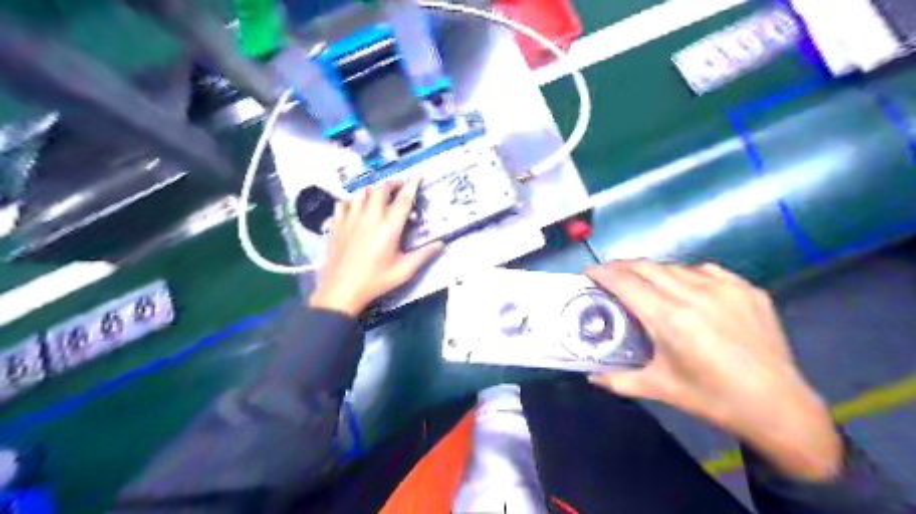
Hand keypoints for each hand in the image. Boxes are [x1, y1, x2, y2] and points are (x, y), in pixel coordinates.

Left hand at [309, 177, 445, 316]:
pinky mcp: (336, 224)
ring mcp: (350, 219)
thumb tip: (441, 244)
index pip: (403, 199)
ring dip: (373, 191)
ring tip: (379, 196)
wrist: (341, 290)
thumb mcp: (404, 271)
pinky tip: (356, 208)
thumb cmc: (375, 281)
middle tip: (400, 187)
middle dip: (393, 184)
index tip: (418, 176)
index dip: (412, 185)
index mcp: (389, 227)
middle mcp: (370, 217)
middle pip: (381, 189)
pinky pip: (343, 203)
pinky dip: (352, 201)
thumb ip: (423, 255)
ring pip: (362, 193)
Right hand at [591, 261, 839, 481]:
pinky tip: (684, 287)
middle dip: (621, 266)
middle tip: (608, 274)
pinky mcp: (747, 290)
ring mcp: (725, 288)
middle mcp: (695, 295)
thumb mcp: (660, 389)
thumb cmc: (712, 399)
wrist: (778, 407)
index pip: (626, 283)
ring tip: (642, 281)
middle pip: (647, 267)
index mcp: (670, 319)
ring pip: (675, 267)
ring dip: (652, 271)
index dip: (603, 273)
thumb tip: (591, 376)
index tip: (588, 272)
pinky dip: (685, 274)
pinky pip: (706, 271)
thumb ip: (619, 381)